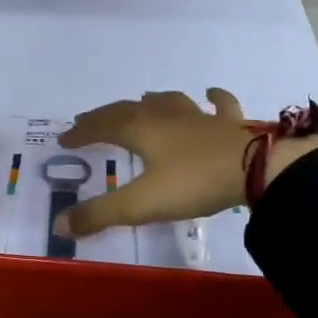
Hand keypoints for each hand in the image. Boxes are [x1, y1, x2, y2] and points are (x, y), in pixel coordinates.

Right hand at [56, 90, 317, 238]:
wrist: (257, 167)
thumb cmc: (194, 182)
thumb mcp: (142, 203)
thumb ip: (101, 214)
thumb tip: (60, 224)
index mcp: (141, 130)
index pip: (103, 126)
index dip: (83, 132)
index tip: (65, 138)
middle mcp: (166, 116)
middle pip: (129, 110)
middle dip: (106, 115)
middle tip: (90, 119)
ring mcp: (200, 116)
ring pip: (169, 102)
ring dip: (152, 101)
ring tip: (143, 99)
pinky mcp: (230, 123)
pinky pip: (219, 105)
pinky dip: (212, 98)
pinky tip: (210, 93)